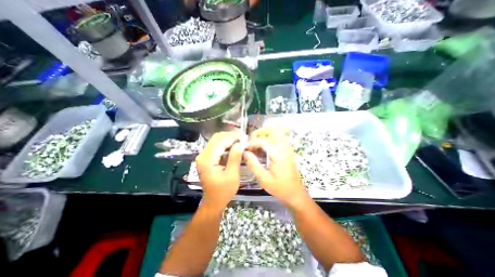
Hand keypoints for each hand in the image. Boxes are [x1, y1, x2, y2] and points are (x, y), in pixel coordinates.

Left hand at [196, 131, 245, 206]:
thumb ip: (235, 158)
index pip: (220, 142)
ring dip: (228, 139)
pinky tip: (234, 146)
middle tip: (243, 138)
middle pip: (216, 138)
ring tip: (240, 141)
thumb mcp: (232, 175)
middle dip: (230, 136)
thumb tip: (240, 143)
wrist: (213, 201)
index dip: (232, 137)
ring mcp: (203, 156)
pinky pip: (216, 146)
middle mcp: (202, 156)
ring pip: (216, 141)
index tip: (244, 137)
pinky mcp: (206, 158)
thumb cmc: (223, 191)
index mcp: (207, 160)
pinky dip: (226, 144)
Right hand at [243, 127, 307, 207]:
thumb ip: (254, 165)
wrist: (296, 194)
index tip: (245, 148)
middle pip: (270, 135)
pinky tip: (264, 151)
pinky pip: (278, 142)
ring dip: (264, 139)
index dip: (252, 143)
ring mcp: (288, 150)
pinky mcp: (288, 152)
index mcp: (278, 155)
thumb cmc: (280, 188)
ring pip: (274, 137)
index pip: (263, 141)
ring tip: (256, 148)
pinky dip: (269, 143)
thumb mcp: (264, 179)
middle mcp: (284, 149)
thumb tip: (246, 153)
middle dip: (258, 137)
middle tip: (250, 146)